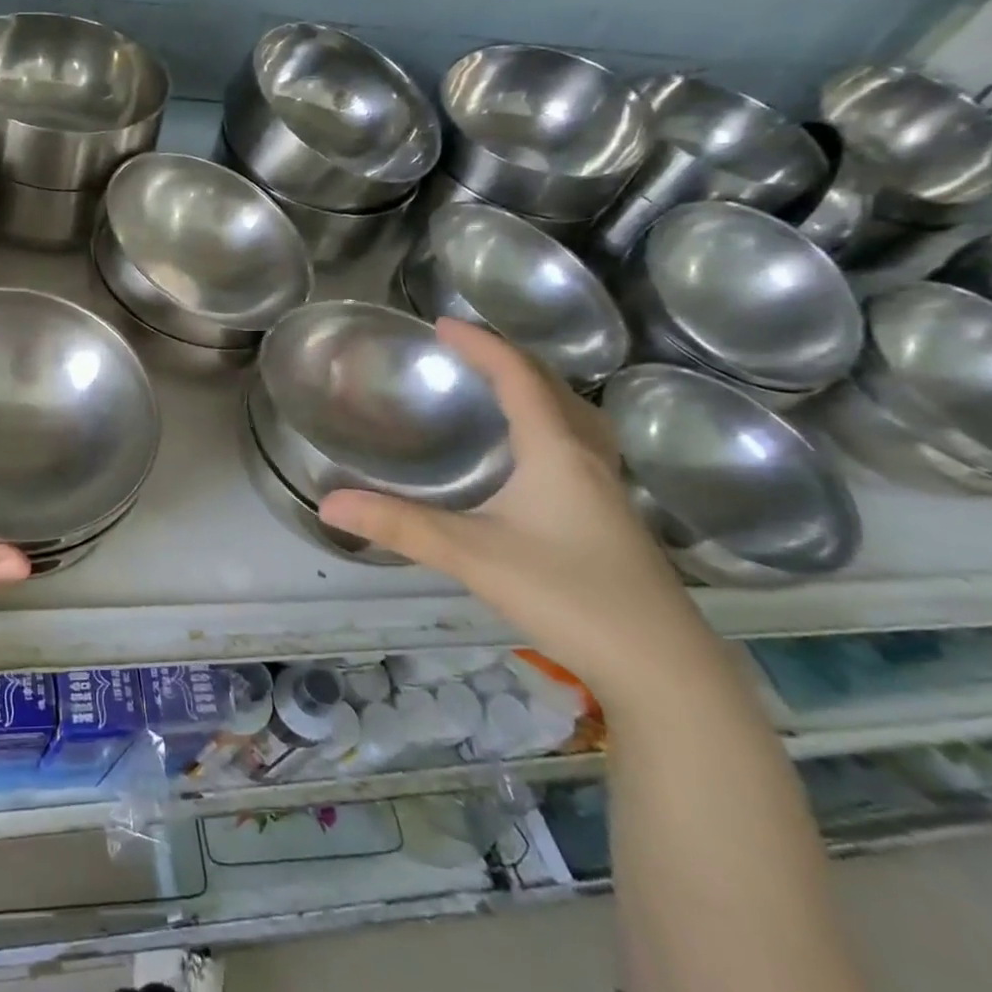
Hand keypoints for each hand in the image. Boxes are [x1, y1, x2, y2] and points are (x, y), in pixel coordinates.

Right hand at [318, 319, 719, 706]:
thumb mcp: (472, 555)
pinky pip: (579, 446)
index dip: (482, 345)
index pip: (519, 378)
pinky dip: (550, 425)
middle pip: (554, 389)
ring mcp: (607, 490)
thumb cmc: (568, 595)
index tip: (443, 323)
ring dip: (537, 390)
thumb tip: (329, 502)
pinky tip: (535, 456)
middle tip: (468, 351)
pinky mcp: (612, 519)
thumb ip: (399, 525)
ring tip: (501, 388)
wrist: (662, 668)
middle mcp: (587, 458)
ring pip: (575, 418)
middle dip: (510, 359)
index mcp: (557, 451)